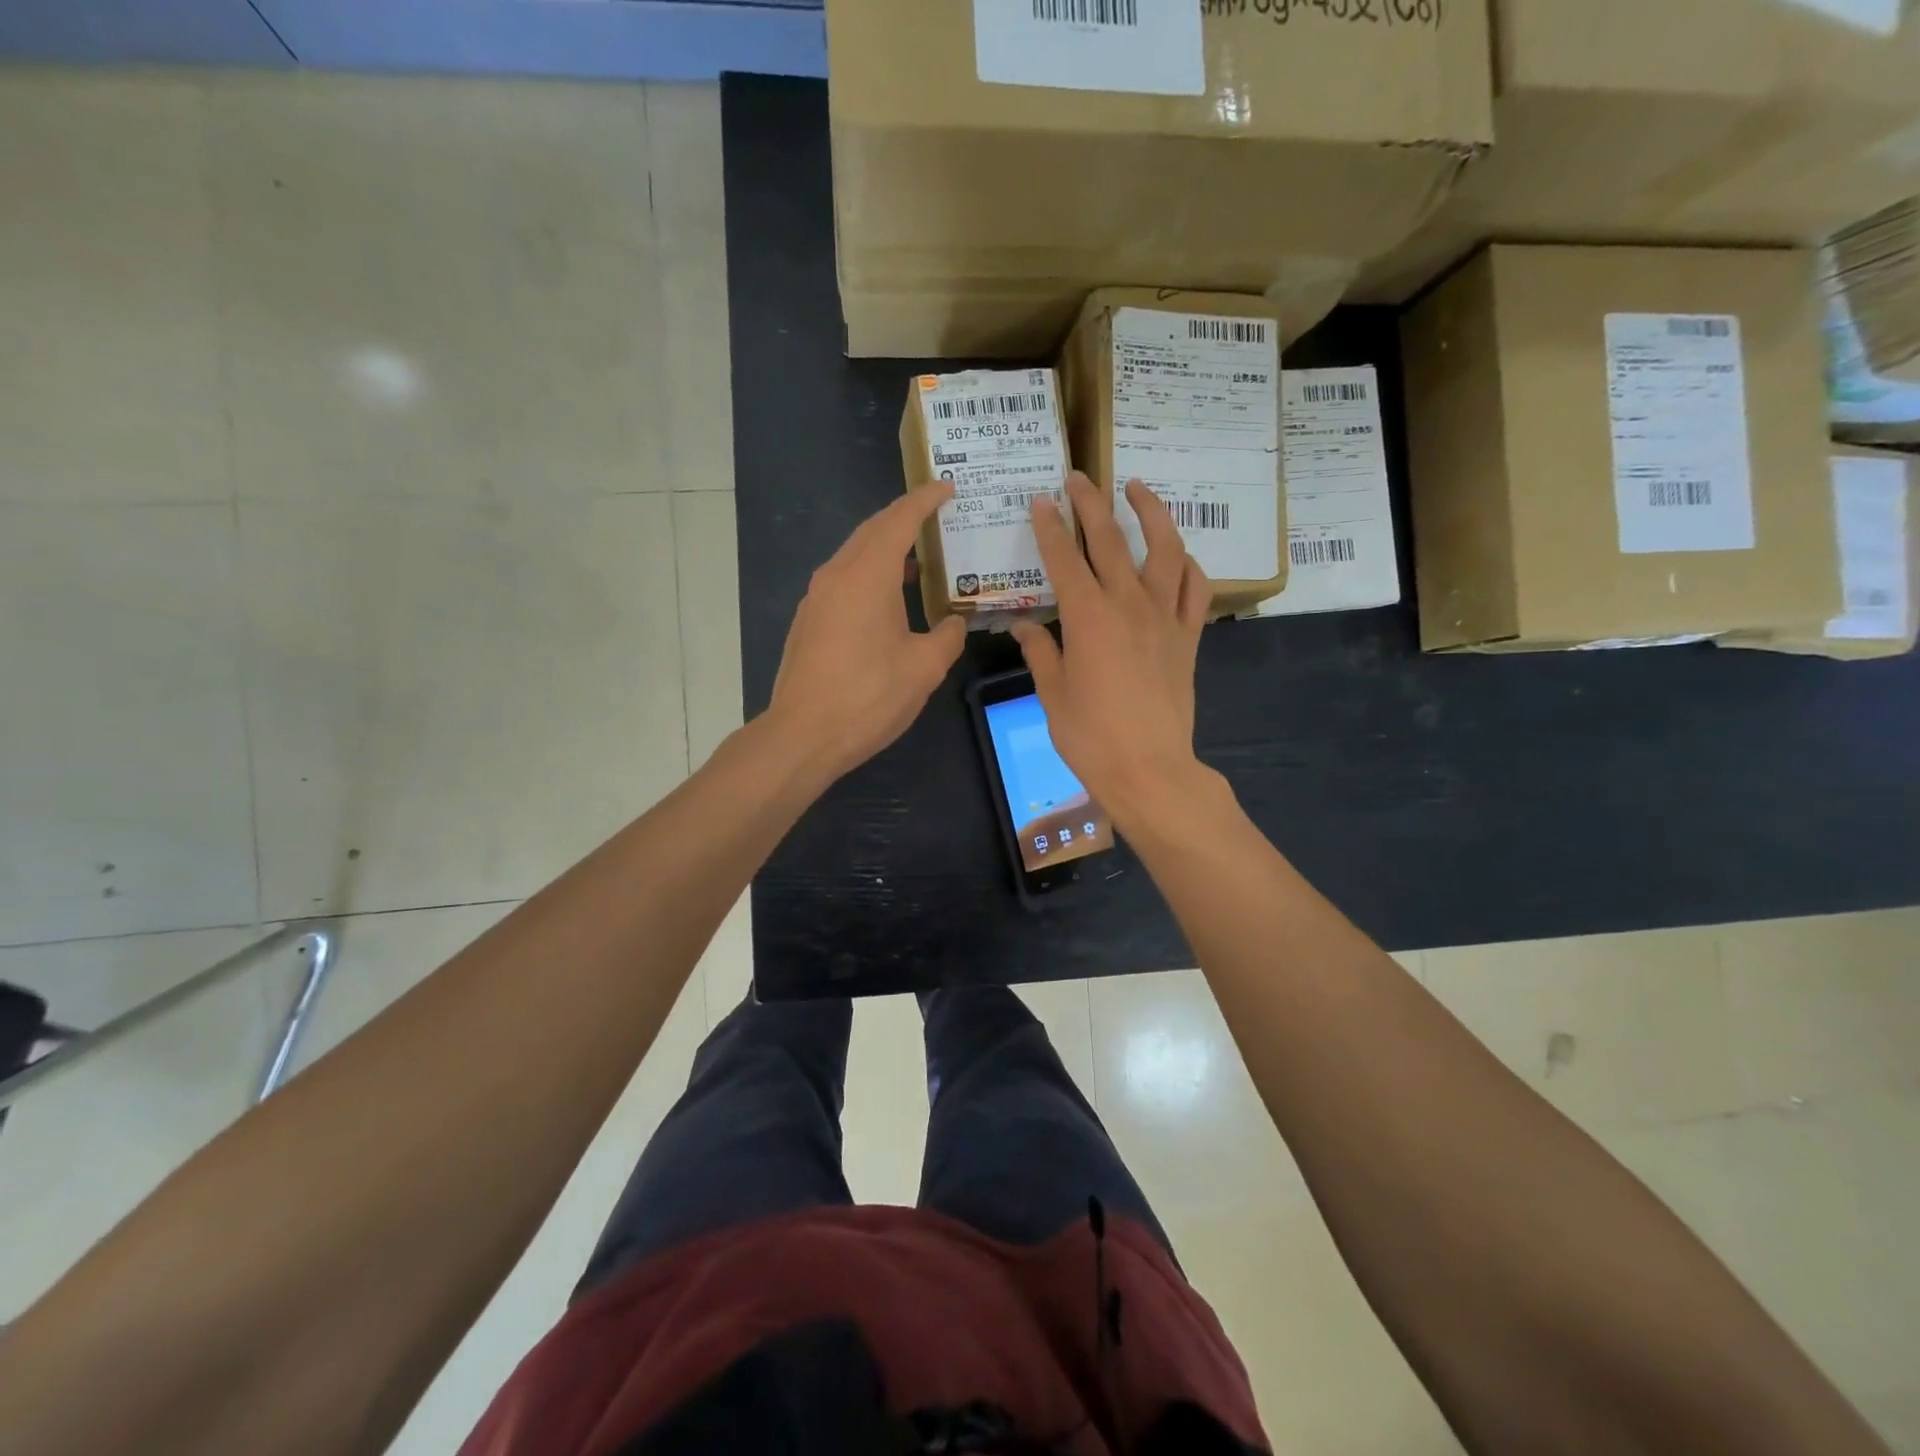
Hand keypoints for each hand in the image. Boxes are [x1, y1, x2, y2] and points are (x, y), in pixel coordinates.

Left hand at [766, 484, 966, 782]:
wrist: (803, 735)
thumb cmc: (868, 697)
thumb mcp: (924, 668)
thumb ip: (948, 636)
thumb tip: (955, 622)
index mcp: (867, 576)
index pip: (899, 521)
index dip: (924, 501)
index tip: (947, 487)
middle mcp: (836, 575)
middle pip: (872, 531)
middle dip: (904, 518)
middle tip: (938, 516)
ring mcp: (816, 597)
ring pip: (855, 555)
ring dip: (887, 549)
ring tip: (922, 558)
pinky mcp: (809, 620)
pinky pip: (844, 580)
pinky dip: (871, 573)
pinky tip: (890, 598)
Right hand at [1010, 474, 1209, 823]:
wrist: (1150, 769)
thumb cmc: (1091, 737)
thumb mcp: (1052, 694)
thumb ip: (1040, 652)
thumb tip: (1023, 626)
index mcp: (1088, 618)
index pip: (1065, 560)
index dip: (1049, 528)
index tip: (1040, 502)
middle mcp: (1129, 605)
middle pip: (1111, 542)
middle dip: (1091, 505)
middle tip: (1078, 478)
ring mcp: (1165, 618)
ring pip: (1164, 550)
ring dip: (1150, 514)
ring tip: (1138, 489)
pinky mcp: (1189, 637)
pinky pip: (1194, 588)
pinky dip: (1187, 565)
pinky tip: (1178, 554)